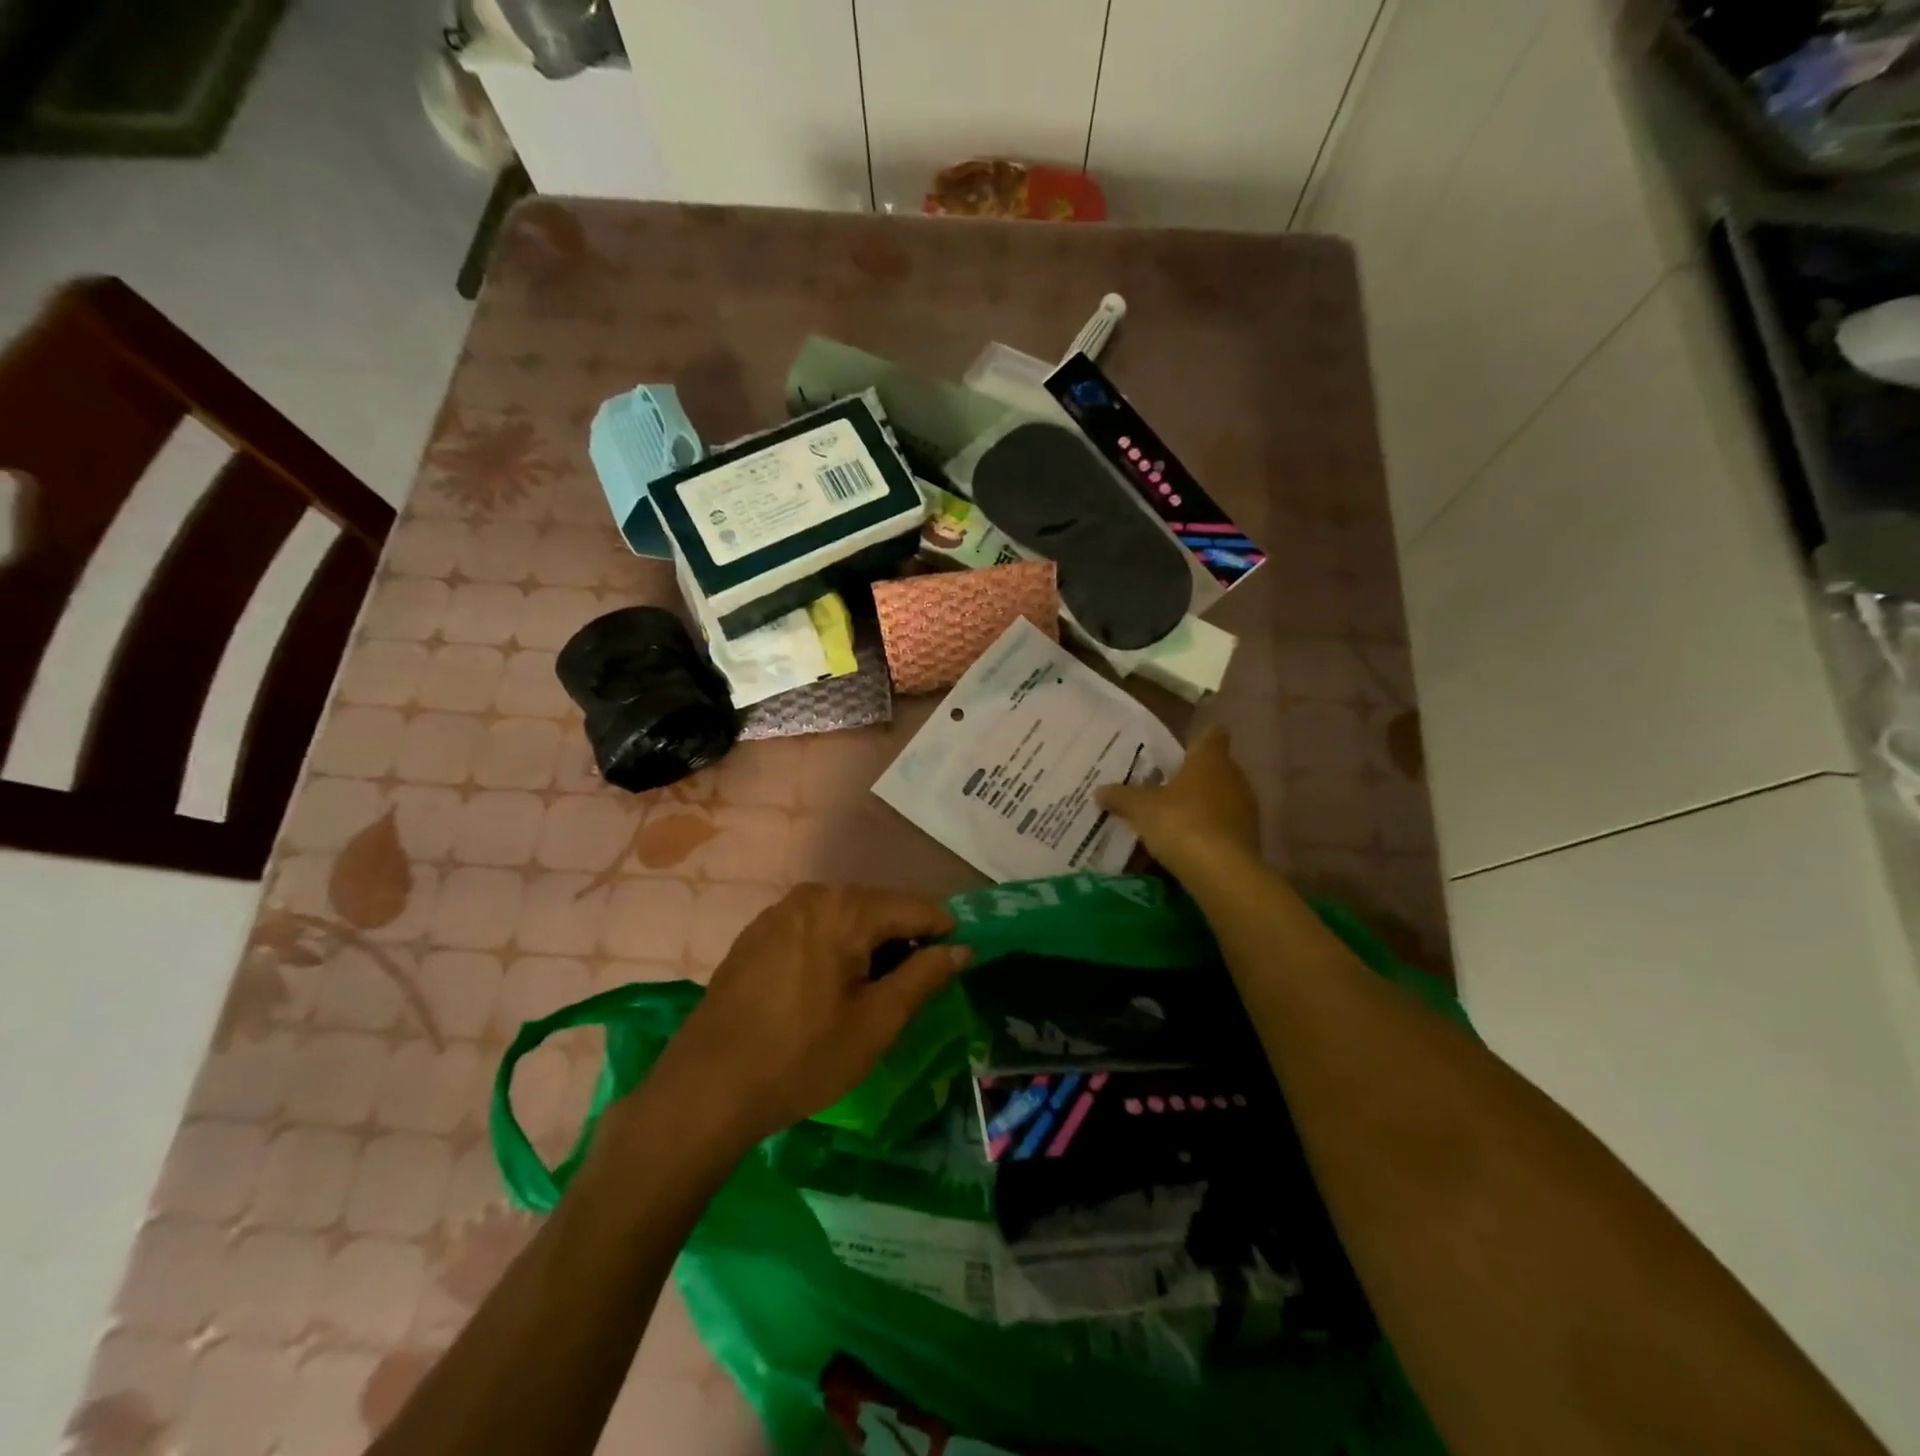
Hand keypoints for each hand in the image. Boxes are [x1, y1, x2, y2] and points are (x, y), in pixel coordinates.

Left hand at [647, 884, 970, 1147]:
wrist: (706, 1089)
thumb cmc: (802, 1057)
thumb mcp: (877, 1022)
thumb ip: (924, 977)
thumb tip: (961, 949)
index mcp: (845, 908)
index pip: (915, 908)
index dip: (944, 934)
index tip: (959, 964)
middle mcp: (812, 895)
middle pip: (878, 908)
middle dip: (903, 941)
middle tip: (914, 989)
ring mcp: (778, 912)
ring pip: (845, 918)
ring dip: (868, 946)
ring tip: (874, 993)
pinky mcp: (756, 934)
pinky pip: (813, 928)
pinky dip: (834, 948)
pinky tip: (829, 989)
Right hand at [1098, 726, 1259, 876]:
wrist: (1223, 873)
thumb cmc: (1181, 824)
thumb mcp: (1141, 809)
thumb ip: (1121, 796)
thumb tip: (1099, 790)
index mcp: (1210, 759)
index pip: (1212, 735)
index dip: (1198, 740)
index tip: (1179, 751)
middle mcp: (1235, 777)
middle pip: (1216, 768)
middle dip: (1193, 777)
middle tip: (1164, 787)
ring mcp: (1247, 809)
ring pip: (1222, 799)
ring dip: (1202, 807)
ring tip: (1173, 820)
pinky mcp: (1251, 838)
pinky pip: (1225, 827)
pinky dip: (1210, 832)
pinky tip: (1188, 846)